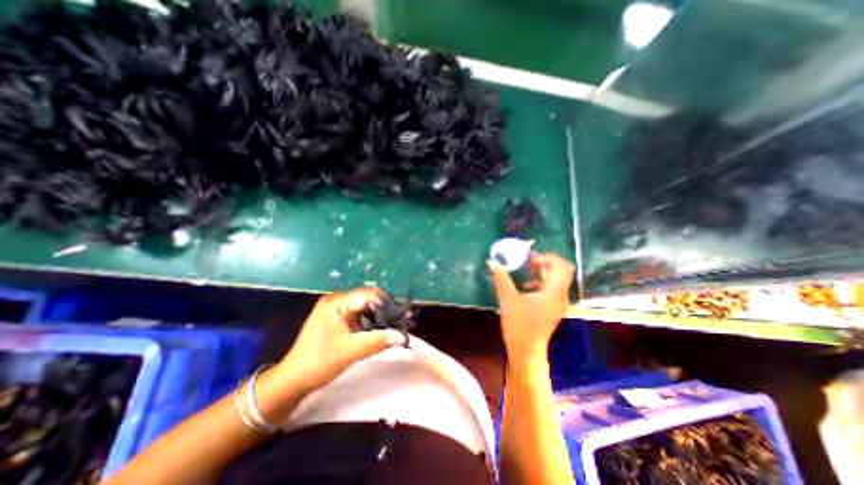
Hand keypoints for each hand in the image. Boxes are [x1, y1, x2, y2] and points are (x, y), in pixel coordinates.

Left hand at [272, 286, 405, 395]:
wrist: (293, 380)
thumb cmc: (319, 363)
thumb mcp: (350, 351)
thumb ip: (378, 341)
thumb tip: (402, 336)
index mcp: (336, 302)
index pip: (368, 294)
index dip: (386, 302)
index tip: (400, 315)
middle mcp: (336, 300)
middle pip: (367, 298)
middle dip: (384, 308)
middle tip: (399, 320)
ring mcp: (335, 308)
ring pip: (364, 306)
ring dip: (378, 315)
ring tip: (393, 325)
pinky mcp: (336, 318)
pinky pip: (358, 313)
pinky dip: (370, 320)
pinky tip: (379, 329)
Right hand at [488, 252, 576, 364]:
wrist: (526, 351)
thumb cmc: (519, 325)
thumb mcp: (508, 299)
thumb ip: (501, 278)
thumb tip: (491, 261)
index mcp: (554, 292)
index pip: (562, 266)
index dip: (548, 257)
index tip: (530, 258)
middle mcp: (560, 296)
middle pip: (560, 271)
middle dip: (544, 262)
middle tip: (527, 260)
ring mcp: (557, 303)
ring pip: (555, 280)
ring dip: (542, 272)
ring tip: (524, 270)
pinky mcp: (552, 308)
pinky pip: (551, 288)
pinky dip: (540, 282)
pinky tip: (525, 285)